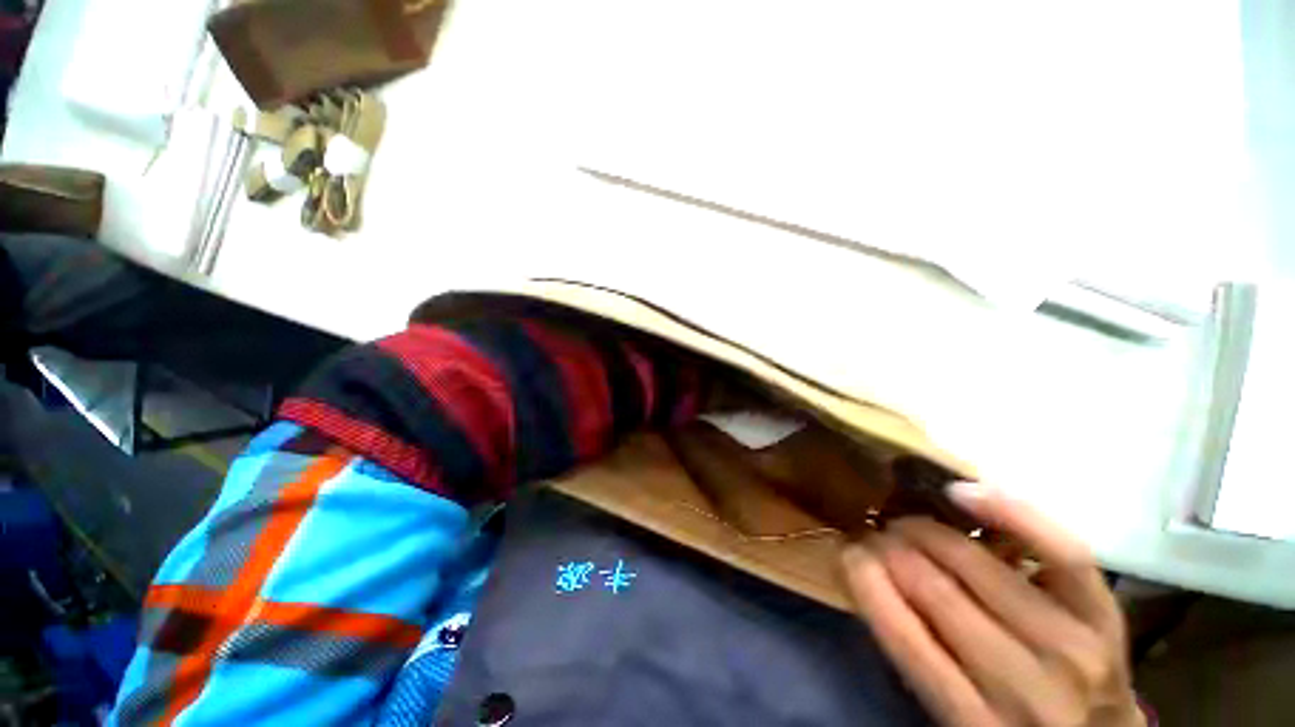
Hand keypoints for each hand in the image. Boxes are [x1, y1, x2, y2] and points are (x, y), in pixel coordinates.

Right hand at [841, 482, 1144, 726]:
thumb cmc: (1008, 723)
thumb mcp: (951, 716)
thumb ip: (913, 654)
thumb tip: (867, 573)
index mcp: (977, 725)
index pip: (905, 637)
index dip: (867, 580)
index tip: (847, 550)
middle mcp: (1027, 688)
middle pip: (938, 590)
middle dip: (891, 548)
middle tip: (874, 532)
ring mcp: (1073, 647)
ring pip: (981, 564)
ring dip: (927, 531)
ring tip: (907, 522)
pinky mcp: (1105, 614)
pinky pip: (1059, 550)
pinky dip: (1008, 512)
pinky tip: (962, 493)